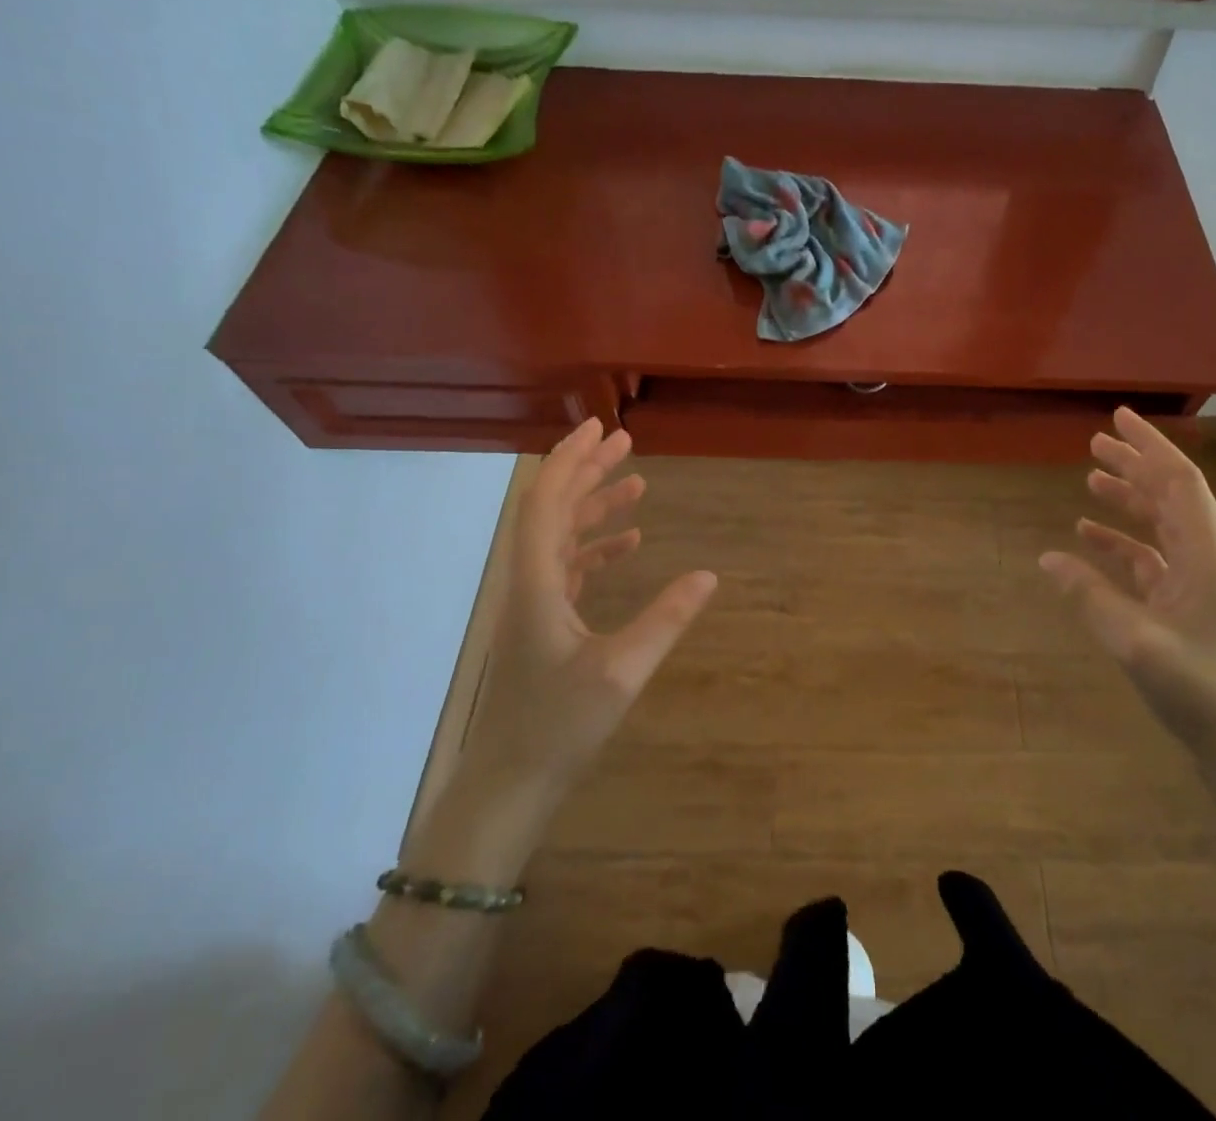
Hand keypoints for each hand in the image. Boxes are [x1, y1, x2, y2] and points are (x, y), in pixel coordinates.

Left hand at [446, 419, 717, 819]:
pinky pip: (568, 568)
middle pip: (553, 510)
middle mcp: (528, 583)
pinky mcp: (542, 626)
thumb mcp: (622, 672)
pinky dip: (596, 548)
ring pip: (561, 538)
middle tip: (625, 443)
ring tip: (637, 485)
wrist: (507, 787)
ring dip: (595, 508)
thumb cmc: (558, 727)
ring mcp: (533, 605)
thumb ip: (666, 619)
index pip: (546, 503)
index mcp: (536, 583)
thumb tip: (709, 574)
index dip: (569, 460)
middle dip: (587, 472)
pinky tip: (629, 544)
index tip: (599, 429)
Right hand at [1039, 407, 1215, 755]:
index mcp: (1209, 554)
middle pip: (1170, 496)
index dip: (1148, 445)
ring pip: (1161, 525)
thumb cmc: (1202, 690)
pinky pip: (1152, 559)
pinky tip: (1090, 541)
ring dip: (1128, 500)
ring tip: (1090, 481)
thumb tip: (1048, 558)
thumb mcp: (1136, 641)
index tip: (1117, 418)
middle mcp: (1209, 558)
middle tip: (1095, 442)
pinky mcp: (1189, 606)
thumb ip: (1090, 596)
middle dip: (1135, 465)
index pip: (1179, 481)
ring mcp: (1201, 583)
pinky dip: (1122, 544)